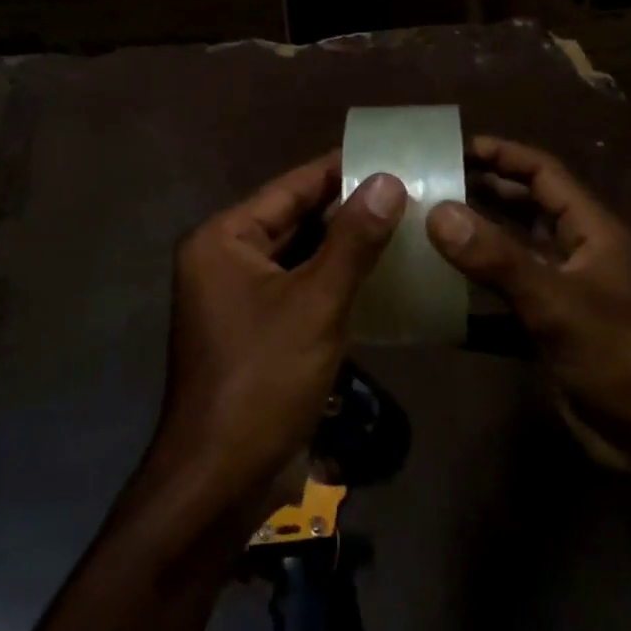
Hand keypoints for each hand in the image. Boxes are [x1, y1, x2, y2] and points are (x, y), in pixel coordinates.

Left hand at [152, 152, 405, 518]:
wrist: (224, 477)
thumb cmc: (263, 378)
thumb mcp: (316, 302)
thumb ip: (352, 239)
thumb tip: (388, 180)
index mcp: (223, 240)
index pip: (289, 189)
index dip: (338, 169)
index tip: (387, 152)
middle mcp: (225, 260)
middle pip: (294, 220)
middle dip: (347, 207)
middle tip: (406, 188)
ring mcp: (240, 298)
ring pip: (300, 256)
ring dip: (345, 244)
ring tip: (404, 222)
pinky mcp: (259, 330)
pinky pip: (301, 289)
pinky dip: (335, 280)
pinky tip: (381, 274)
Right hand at [426, 136, 630, 442]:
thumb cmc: (614, 355)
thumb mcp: (554, 301)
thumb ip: (496, 257)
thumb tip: (438, 213)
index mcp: (592, 230)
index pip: (546, 174)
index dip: (505, 155)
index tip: (458, 147)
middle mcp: (577, 250)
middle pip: (528, 205)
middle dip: (485, 189)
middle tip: (434, 181)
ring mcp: (562, 287)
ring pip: (514, 245)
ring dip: (478, 232)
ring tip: (429, 220)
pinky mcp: (548, 321)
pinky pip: (507, 286)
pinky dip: (478, 278)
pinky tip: (442, 278)